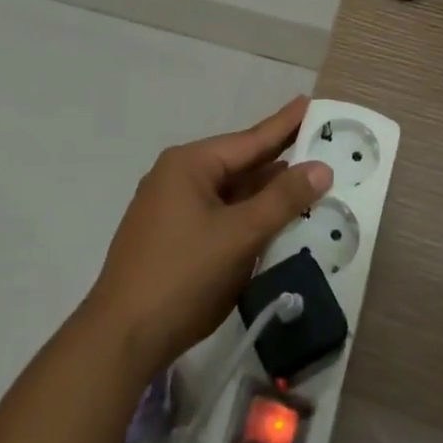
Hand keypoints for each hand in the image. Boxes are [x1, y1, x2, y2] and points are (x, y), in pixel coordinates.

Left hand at [81, 97, 331, 378]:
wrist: (121, 339)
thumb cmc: (183, 276)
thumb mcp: (240, 235)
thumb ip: (282, 200)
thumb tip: (321, 167)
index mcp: (189, 164)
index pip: (250, 139)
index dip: (284, 124)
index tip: (310, 102)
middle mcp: (177, 177)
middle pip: (240, 164)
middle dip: (279, 160)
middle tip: (318, 144)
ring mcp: (171, 209)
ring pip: (230, 193)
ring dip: (265, 193)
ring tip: (306, 181)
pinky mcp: (172, 239)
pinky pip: (219, 216)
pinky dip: (247, 216)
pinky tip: (271, 221)